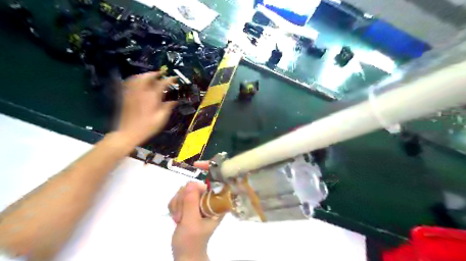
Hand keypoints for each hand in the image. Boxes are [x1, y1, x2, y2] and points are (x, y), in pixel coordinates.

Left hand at [117, 72, 176, 143]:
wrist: (128, 133)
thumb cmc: (148, 127)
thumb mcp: (162, 118)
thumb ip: (168, 107)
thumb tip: (174, 101)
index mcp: (152, 97)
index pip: (162, 83)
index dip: (169, 80)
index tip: (174, 78)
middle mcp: (142, 91)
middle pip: (148, 76)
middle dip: (156, 73)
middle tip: (162, 74)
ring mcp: (132, 93)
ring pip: (138, 78)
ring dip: (145, 75)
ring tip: (151, 76)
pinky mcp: (126, 96)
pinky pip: (129, 83)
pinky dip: (135, 79)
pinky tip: (138, 81)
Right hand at [171, 162, 221, 259]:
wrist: (184, 253)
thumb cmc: (192, 242)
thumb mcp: (191, 224)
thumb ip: (191, 203)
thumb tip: (191, 183)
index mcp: (218, 203)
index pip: (218, 180)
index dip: (210, 168)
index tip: (196, 165)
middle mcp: (210, 199)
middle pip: (195, 184)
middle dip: (184, 198)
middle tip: (181, 215)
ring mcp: (199, 200)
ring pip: (185, 189)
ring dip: (178, 204)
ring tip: (179, 219)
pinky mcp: (190, 202)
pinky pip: (178, 195)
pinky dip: (174, 206)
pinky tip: (176, 217)